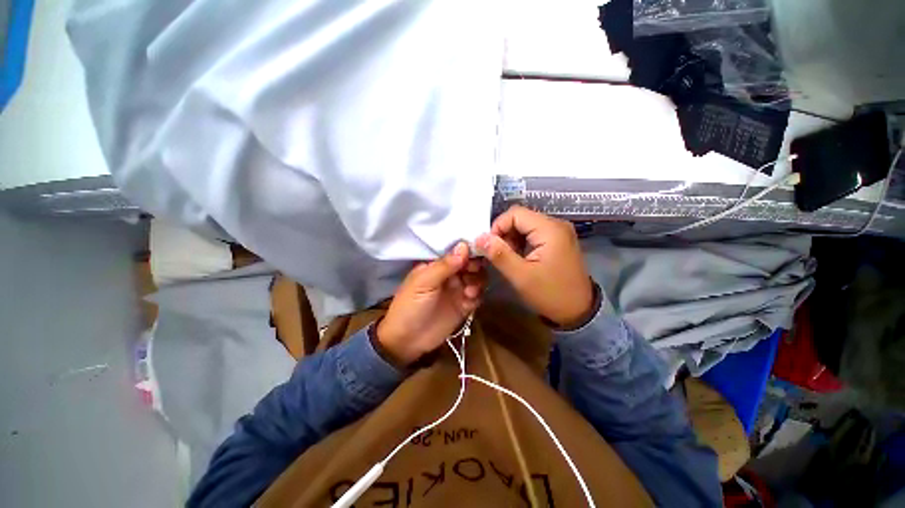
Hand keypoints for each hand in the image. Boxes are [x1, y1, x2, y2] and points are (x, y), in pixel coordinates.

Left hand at [377, 242, 485, 366]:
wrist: (407, 341)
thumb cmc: (410, 306)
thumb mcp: (423, 282)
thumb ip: (444, 265)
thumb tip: (463, 246)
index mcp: (437, 265)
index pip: (457, 251)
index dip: (468, 250)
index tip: (477, 251)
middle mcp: (450, 274)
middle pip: (471, 263)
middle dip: (475, 266)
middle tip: (472, 272)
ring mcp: (458, 290)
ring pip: (477, 278)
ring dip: (477, 281)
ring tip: (469, 291)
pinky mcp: (464, 305)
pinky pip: (478, 295)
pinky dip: (477, 295)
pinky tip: (469, 300)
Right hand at [476, 206, 593, 328]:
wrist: (579, 311)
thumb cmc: (550, 294)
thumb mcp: (521, 276)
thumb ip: (499, 254)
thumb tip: (479, 238)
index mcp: (550, 229)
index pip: (515, 213)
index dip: (498, 226)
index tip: (489, 247)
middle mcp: (556, 224)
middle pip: (520, 218)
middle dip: (504, 234)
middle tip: (498, 255)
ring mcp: (558, 232)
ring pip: (525, 226)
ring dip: (511, 240)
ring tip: (508, 259)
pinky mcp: (557, 240)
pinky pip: (532, 234)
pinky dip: (520, 243)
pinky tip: (518, 258)